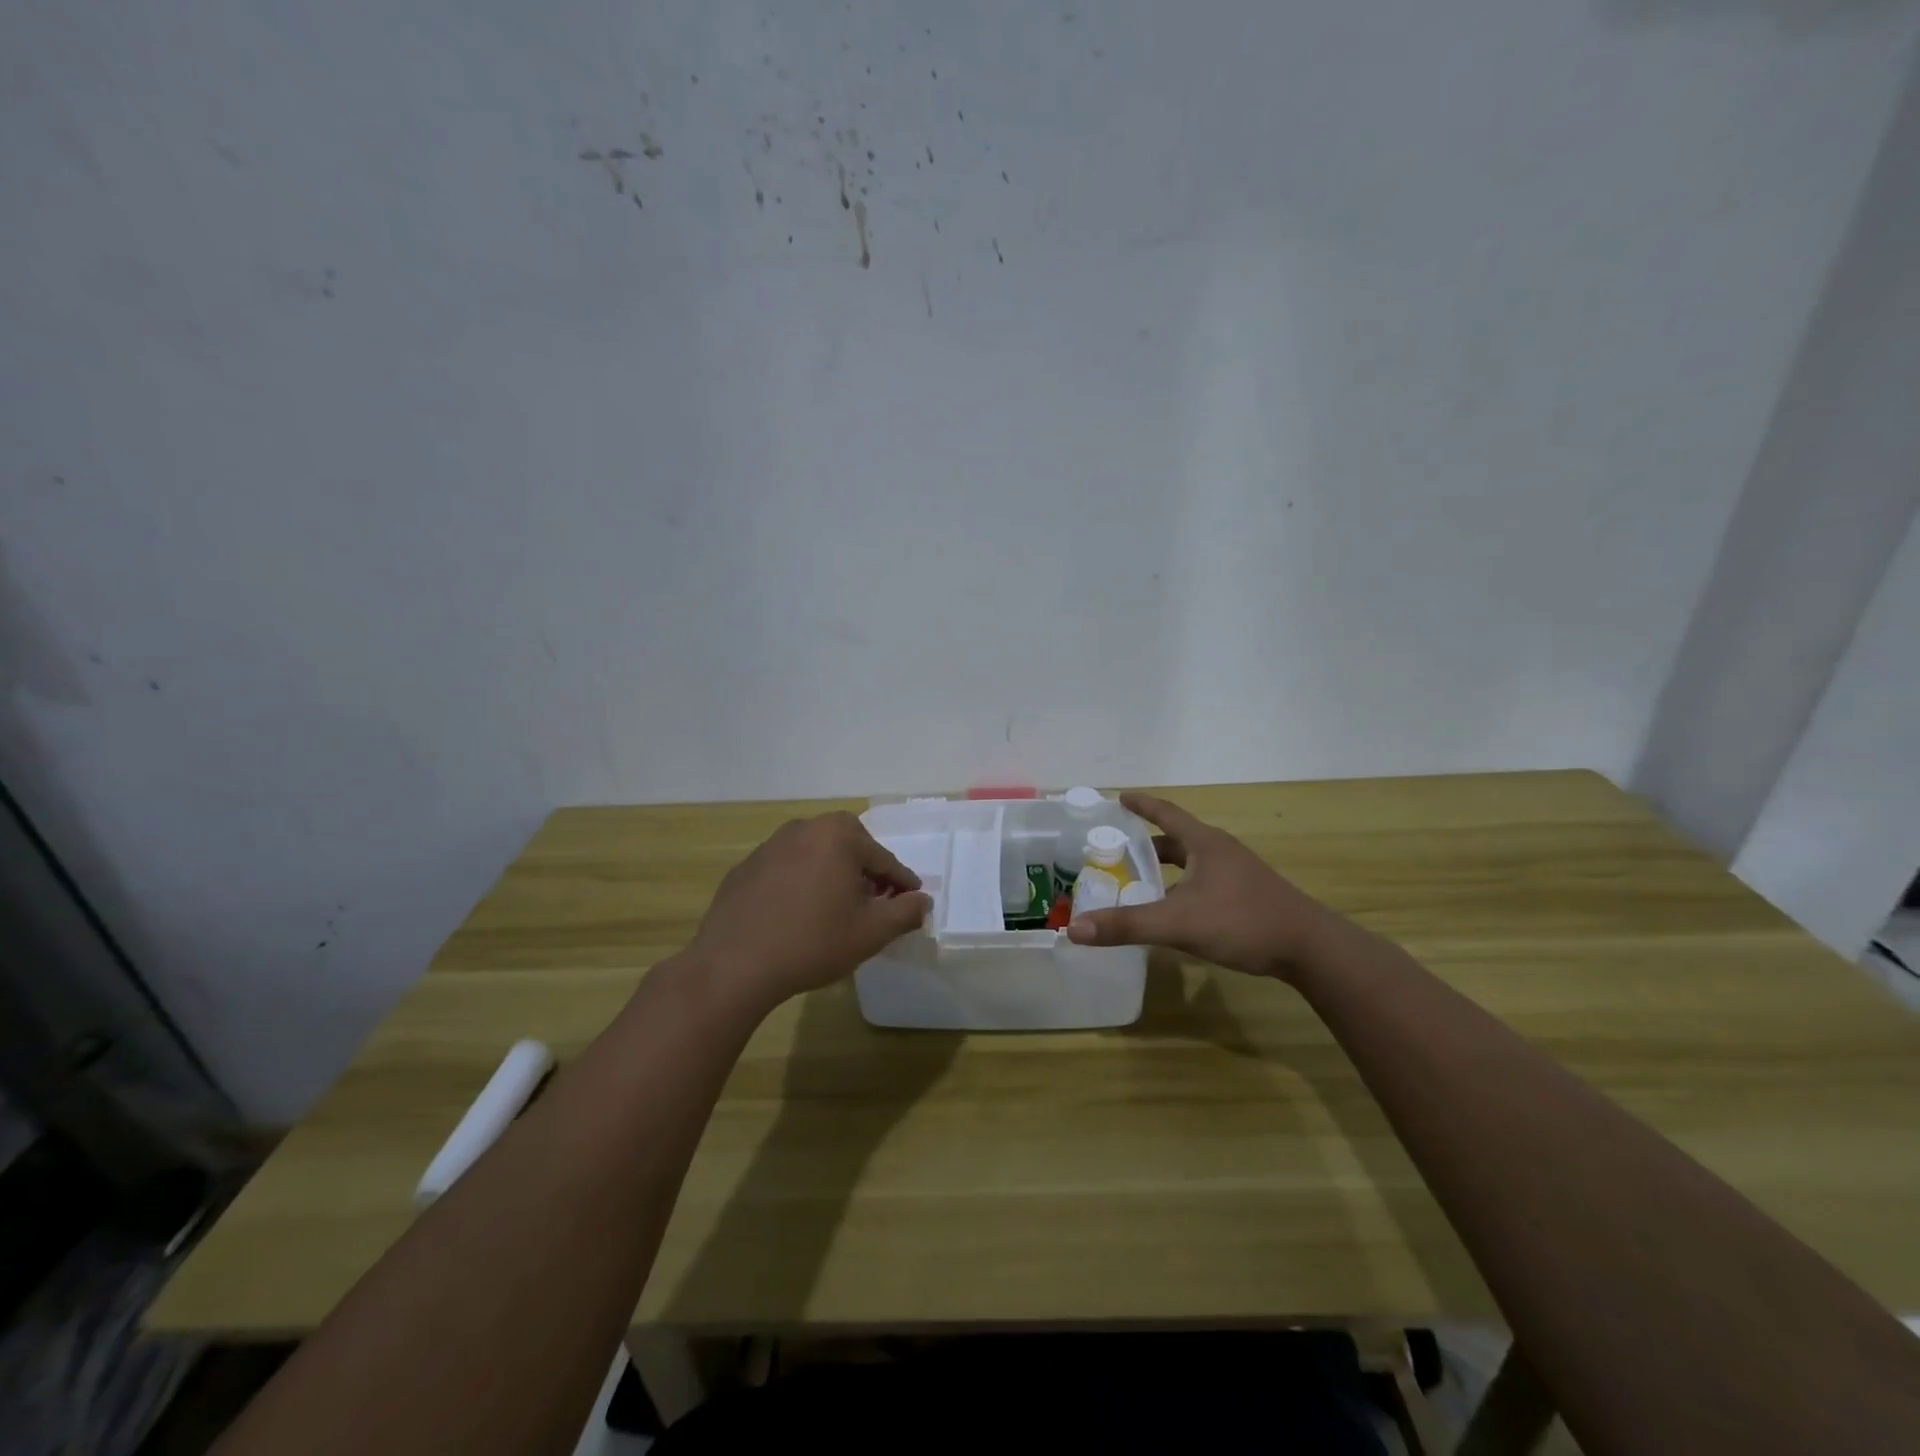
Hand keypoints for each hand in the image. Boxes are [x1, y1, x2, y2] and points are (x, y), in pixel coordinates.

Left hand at [688, 811, 931, 1011]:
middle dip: (865, 874)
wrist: (734, 964)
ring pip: (816, 856)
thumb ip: (905, 912)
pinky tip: (797, 916)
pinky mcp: (746, 867)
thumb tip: (923, 901)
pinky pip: (786, 870)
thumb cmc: (813, 941)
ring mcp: (770, 845)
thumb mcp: (871, 932)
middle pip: (849, 849)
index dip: (901, 884)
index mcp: (839, 834)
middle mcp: (805, 828)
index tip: (910, 902)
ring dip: (832, 876)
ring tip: (835, 911)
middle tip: (873, 904)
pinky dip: (800, 885)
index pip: (883, 859)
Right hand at [1065, 792, 1335, 979]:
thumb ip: (1127, 925)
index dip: (1141, 805)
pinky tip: (1174, 909)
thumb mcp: (1178, 923)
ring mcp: (1238, 873)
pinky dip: (1182, 886)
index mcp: (1205, 844)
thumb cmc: (1242, 922)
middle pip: (1177, 838)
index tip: (1120, 797)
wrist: (1310, 948)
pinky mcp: (1248, 895)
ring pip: (1192, 862)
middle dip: (1147, 842)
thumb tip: (1075, 928)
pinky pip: (1204, 880)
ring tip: (1139, 879)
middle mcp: (1221, 851)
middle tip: (1117, 849)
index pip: (1166, 813)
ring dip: (1166, 867)